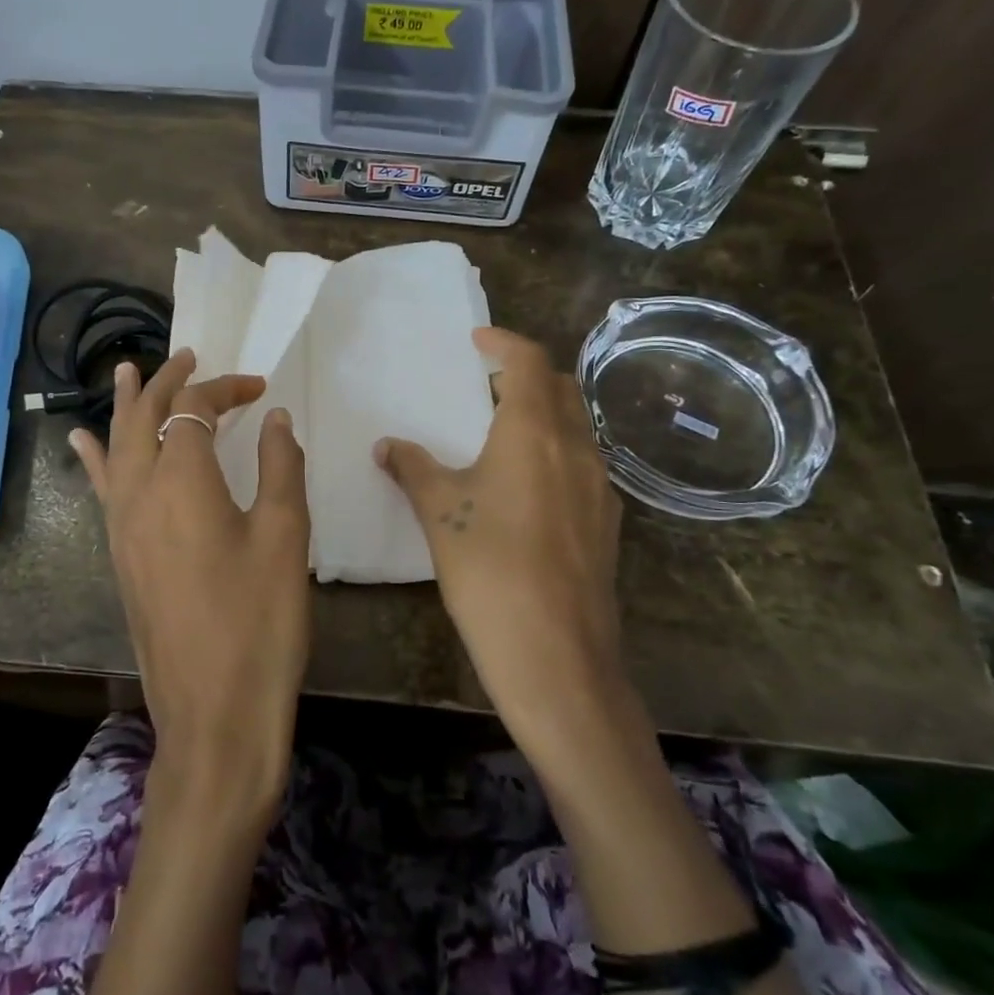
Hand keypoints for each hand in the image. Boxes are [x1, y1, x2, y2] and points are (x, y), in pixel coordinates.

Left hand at [72, 350, 311, 825]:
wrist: (213, 713)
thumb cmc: (259, 622)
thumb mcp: (284, 537)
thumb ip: (279, 466)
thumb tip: (275, 418)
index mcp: (182, 480)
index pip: (195, 409)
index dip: (226, 389)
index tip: (261, 390)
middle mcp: (140, 492)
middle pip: (145, 417)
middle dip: (167, 381)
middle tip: (188, 355)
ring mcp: (121, 525)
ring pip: (117, 446)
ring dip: (127, 405)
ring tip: (128, 371)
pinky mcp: (119, 555)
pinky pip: (103, 487)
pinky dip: (97, 455)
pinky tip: (84, 442)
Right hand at [375, 326, 625, 752]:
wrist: (556, 655)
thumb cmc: (489, 569)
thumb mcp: (439, 512)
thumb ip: (413, 468)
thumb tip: (388, 446)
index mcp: (533, 433)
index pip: (527, 361)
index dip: (503, 341)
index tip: (477, 339)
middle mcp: (575, 449)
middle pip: (560, 387)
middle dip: (526, 374)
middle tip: (487, 383)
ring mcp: (599, 487)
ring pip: (576, 427)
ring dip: (543, 414)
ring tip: (502, 432)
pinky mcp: (605, 523)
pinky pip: (581, 465)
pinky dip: (554, 452)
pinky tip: (526, 487)